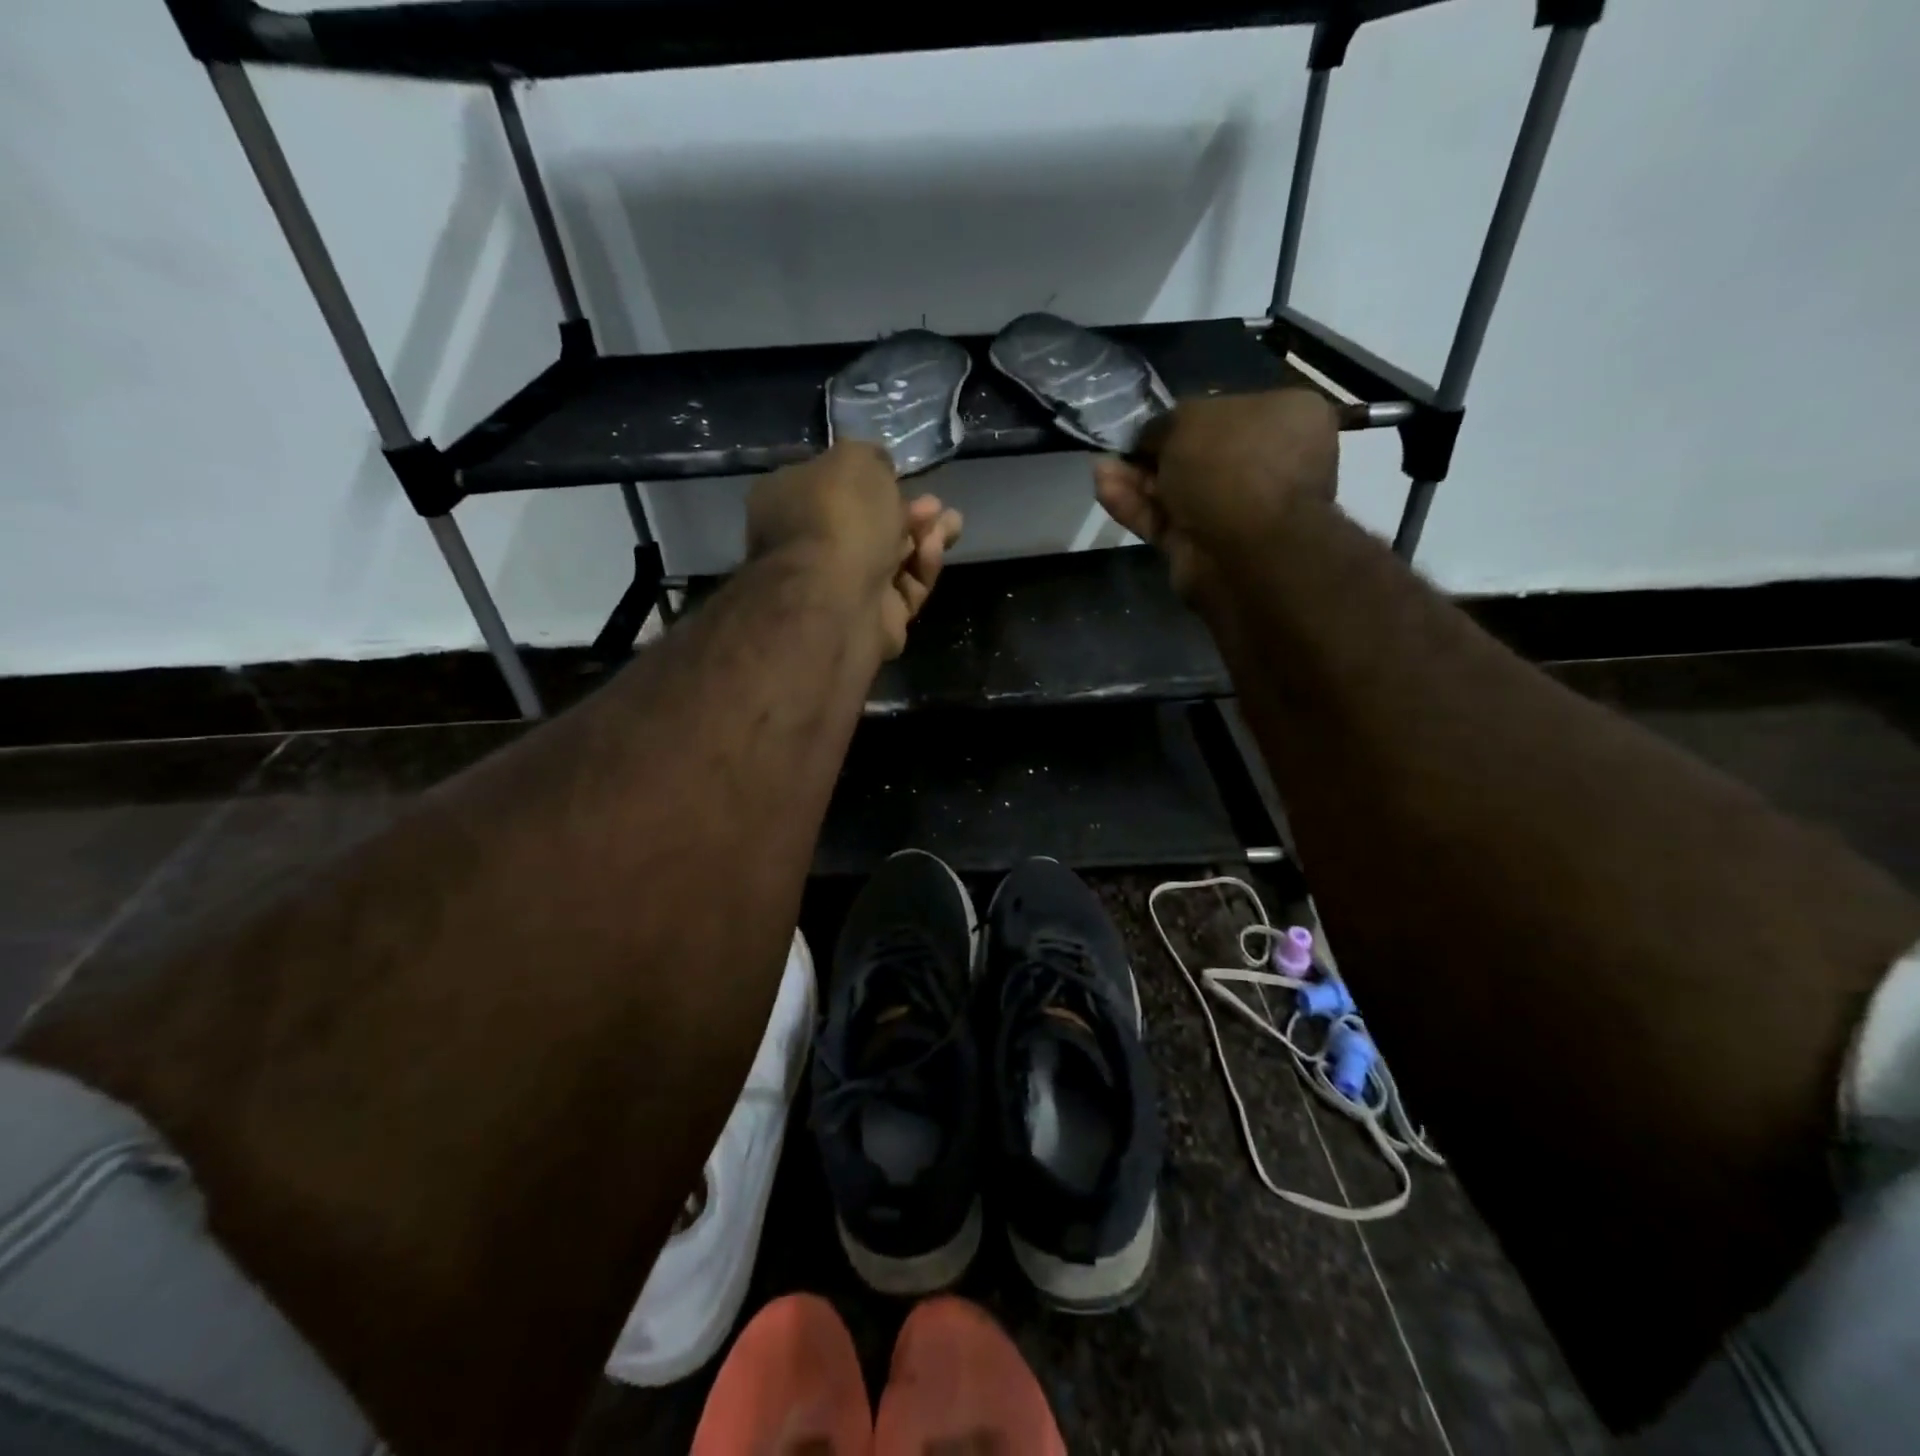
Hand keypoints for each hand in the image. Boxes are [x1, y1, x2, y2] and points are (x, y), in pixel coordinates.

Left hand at [746, 441, 963, 658]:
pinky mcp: (874, 619)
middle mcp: (810, 546)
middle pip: (866, 525)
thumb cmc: (839, 518)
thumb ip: (870, 459)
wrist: (838, 600)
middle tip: (934, 503)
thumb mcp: (855, 460)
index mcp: (789, 503)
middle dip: (906, 511)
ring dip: (924, 537)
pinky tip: (936, 548)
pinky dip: (923, 567)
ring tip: (953, 522)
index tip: (898, 474)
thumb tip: (878, 468)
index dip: (868, 479)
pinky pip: (904, 589)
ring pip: (892, 558)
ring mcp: (842, 588)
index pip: (829, 487)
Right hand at [1093, 389, 1338, 599]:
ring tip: (1101, 470)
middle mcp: (1269, 464)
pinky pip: (1166, 521)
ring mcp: (1237, 511)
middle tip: (1120, 447)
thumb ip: (1164, 424)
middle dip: (1154, 453)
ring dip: (1136, 480)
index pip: (1232, 410)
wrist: (1242, 550)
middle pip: (1199, 454)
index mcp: (1289, 419)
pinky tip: (1103, 489)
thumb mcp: (1189, 419)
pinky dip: (1135, 507)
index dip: (1187, 415)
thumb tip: (1151, 437)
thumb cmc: (1230, 465)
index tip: (1153, 423)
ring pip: (1177, 490)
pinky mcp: (1205, 548)